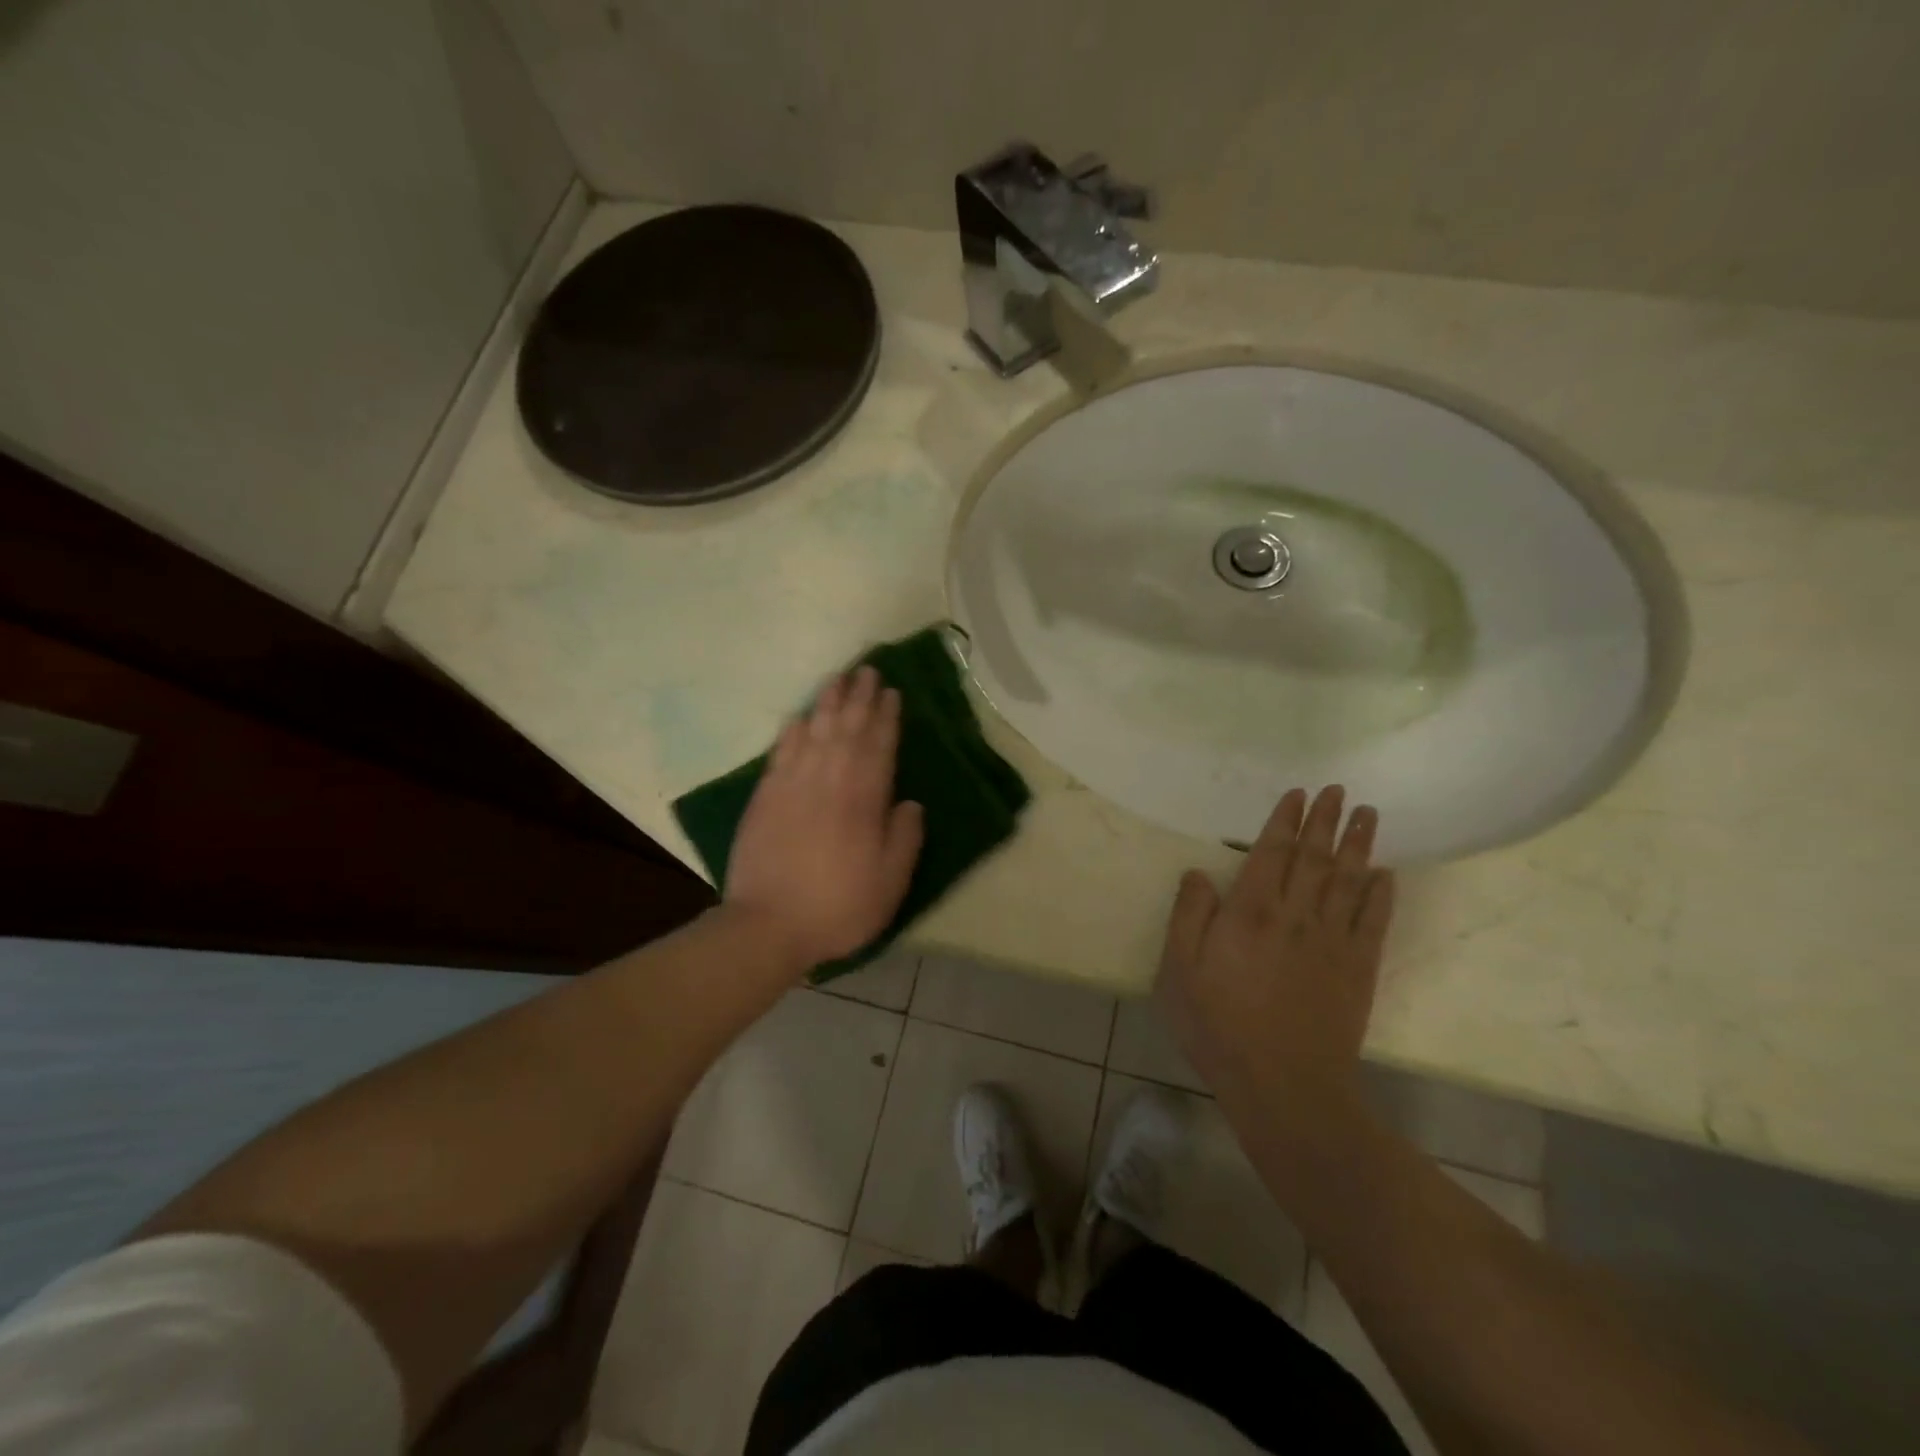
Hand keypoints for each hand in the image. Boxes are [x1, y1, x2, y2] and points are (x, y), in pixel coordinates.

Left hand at [724, 666, 924, 969]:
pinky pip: (781, 753)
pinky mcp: (765, 797)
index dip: (886, 718)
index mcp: (863, 802)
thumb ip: (904, 839)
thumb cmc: (837, 907)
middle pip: (847, 730)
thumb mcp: (889, 884)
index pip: (879, 748)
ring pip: (814, 733)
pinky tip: (799, 717)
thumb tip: (911, 803)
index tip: (892, 693)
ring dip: (827, 704)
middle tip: (867, 670)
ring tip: (837, 679)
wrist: (767, 926)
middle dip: (859, 699)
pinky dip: (792, 732)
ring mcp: (793, 786)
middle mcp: (829, 783)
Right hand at [1157, 786, 1394, 1116]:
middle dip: (1324, 820)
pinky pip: (1374, 921)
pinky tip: (1386, 874)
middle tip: (1337, 789)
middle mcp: (1295, 915)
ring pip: (1348, 880)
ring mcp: (1332, 941)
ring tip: (1366, 813)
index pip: (1271, 852)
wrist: (1283, 1084)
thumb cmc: (1219, 1025)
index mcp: (1250, 912)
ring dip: (1357, 844)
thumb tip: (1199, 872)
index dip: (1284, 821)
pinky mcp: (1358, 969)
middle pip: (1313, 857)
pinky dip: (1382, 894)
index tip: (1298, 794)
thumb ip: (1188, 916)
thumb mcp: (1179, 971)